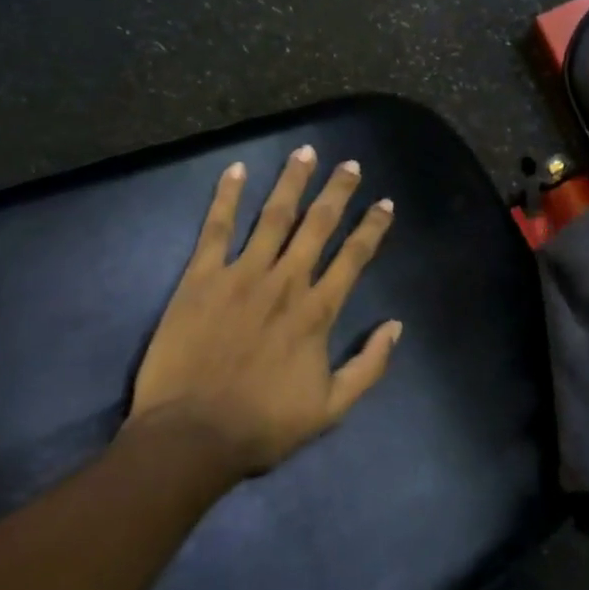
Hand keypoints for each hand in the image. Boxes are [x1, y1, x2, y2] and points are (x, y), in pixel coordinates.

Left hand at [129, 146, 399, 476]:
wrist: (192, 437)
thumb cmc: (264, 425)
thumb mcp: (332, 408)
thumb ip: (369, 365)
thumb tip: (396, 326)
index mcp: (318, 311)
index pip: (354, 256)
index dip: (373, 226)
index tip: (385, 202)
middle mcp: (286, 282)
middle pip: (318, 225)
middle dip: (337, 191)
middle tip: (349, 164)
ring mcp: (242, 275)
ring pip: (274, 217)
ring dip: (292, 182)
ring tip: (305, 152)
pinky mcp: (201, 279)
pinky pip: (216, 229)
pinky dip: (226, 197)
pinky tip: (236, 170)